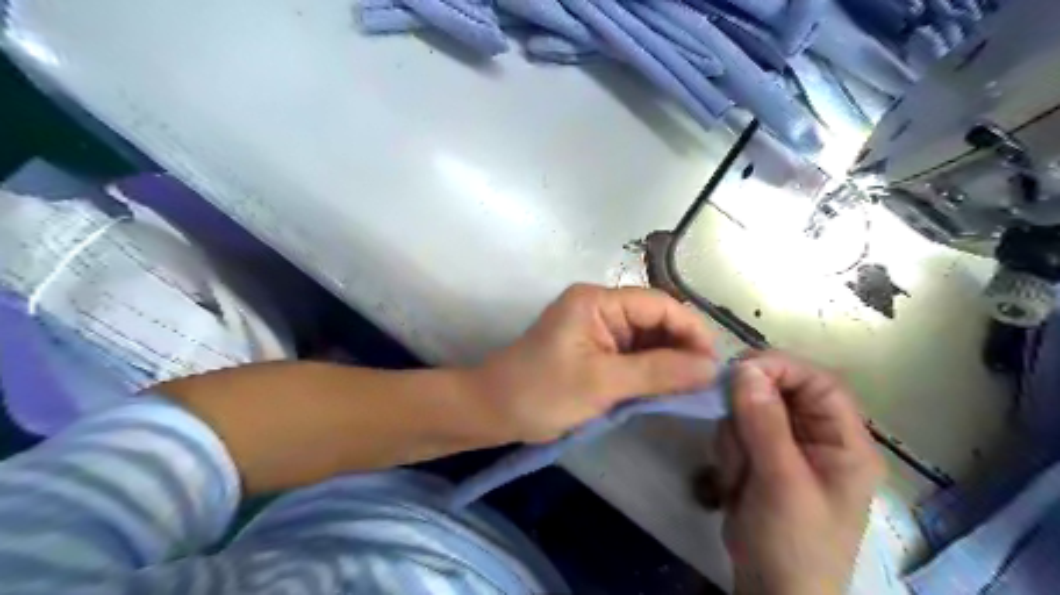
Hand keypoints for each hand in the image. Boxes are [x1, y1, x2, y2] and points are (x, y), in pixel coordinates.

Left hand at [474, 285, 716, 442]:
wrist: (492, 411)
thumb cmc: (541, 392)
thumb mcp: (602, 382)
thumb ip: (658, 372)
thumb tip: (710, 369)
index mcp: (597, 301)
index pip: (659, 304)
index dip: (691, 331)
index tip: (713, 366)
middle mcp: (599, 307)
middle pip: (655, 320)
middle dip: (682, 348)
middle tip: (706, 384)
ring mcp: (596, 329)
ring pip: (646, 340)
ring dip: (668, 362)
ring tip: (692, 390)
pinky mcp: (593, 350)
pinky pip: (632, 355)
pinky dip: (650, 372)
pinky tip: (666, 390)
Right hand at [717, 353, 882, 594]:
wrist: (769, 590)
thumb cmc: (792, 543)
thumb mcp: (782, 482)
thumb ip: (765, 423)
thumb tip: (744, 369)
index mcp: (844, 442)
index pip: (820, 383)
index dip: (782, 368)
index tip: (739, 369)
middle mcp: (817, 437)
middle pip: (779, 392)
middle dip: (749, 412)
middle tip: (735, 437)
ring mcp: (785, 446)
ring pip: (750, 410)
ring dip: (735, 437)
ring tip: (739, 476)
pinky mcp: (759, 456)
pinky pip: (736, 431)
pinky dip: (728, 450)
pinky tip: (734, 482)